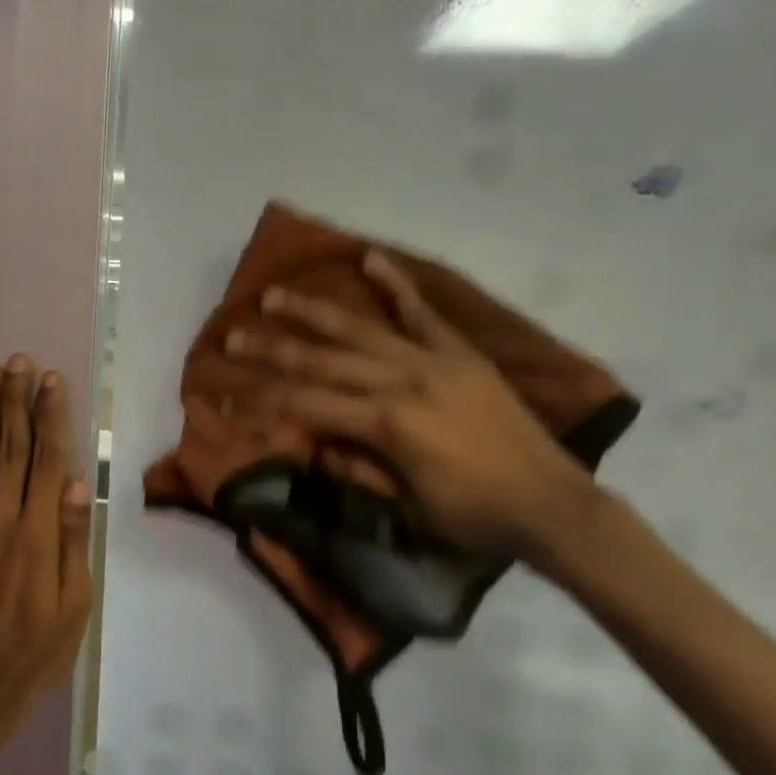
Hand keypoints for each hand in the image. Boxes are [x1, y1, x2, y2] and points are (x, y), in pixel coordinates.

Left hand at [0, 355, 95, 752]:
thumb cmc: (41, 645)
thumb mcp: (76, 599)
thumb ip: (73, 539)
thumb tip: (76, 483)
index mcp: (39, 532)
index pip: (48, 460)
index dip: (51, 417)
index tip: (52, 380)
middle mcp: (2, 519)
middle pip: (11, 448)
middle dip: (16, 401)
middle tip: (18, 362)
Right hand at [227, 253, 595, 559]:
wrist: (550, 502)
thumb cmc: (472, 516)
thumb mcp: (404, 506)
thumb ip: (356, 467)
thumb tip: (317, 440)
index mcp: (385, 425)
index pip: (306, 406)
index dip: (260, 402)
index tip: (224, 393)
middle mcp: (401, 382)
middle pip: (321, 362)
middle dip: (270, 350)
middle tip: (231, 336)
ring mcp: (432, 361)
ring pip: (359, 329)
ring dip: (312, 312)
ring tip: (273, 295)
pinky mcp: (460, 353)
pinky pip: (423, 313)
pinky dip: (396, 285)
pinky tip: (369, 258)